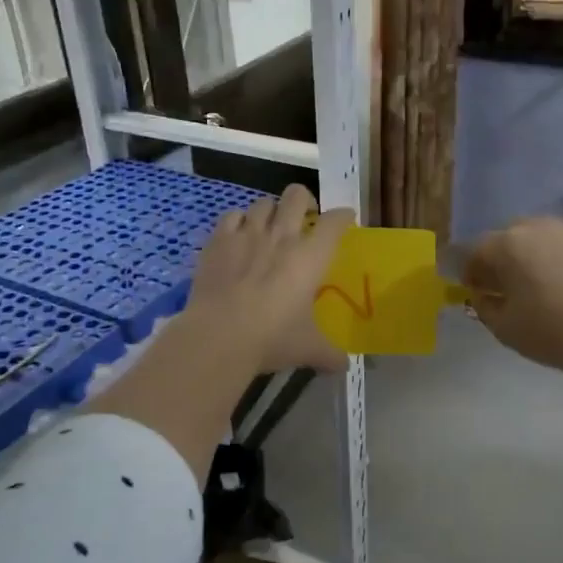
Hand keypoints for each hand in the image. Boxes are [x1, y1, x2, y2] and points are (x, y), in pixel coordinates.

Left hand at [185, 185, 353, 373]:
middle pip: (296, 195)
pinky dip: (238, 221)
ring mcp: (247, 234)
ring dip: (270, 211)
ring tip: (269, 227)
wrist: (220, 335)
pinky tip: (238, 234)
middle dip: (304, 200)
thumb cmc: (273, 338)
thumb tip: (343, 367)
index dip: (343, 216)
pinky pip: (231, 215)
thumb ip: (330, 355)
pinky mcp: (218, 241)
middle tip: (305, 217)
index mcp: (311, 257)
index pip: (335, 222)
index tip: (345, 220)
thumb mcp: (309, 349)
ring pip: (263, 203)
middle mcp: (282, 236)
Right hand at [464, 216, 562, 373]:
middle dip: (503, 256)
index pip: (475, 250)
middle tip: (508, 283)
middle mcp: (537, 227)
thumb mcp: (503, 328)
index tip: (474, 288)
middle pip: (509, 236)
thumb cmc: (549, 332)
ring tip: (544, 280)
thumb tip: (483, 294)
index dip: (470, 270)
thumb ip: (484, 306)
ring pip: (543, 235)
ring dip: (536, 252)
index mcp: (507, 245)